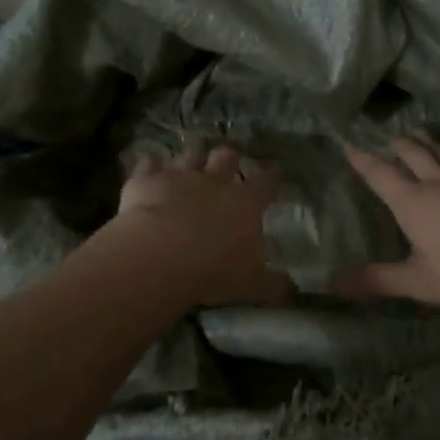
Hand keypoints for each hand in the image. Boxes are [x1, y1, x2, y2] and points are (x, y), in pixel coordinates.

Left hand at [104, 139, 292, 306]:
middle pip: (226, 156)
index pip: (266, 182)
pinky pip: (148, 163)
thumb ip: (273, 284)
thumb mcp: (252, 284)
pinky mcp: (147, 180)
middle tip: (227, 159)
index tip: (275, 171)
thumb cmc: (214, 270)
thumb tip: (292, 289)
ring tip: (193, 150)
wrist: (160, 256)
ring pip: (190, 152)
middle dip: (228, 156)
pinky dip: (149, 162)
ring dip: (193, 151)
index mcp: (246, 203)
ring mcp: (180, 177)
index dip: (272, 175)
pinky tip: (148, 161)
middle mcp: (215, 181)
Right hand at [337, 137, 439, 305]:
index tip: (349, 147)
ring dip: (428, 142)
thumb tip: (334, 282)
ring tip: (419, 133)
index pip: (381, 175)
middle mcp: (437, 183)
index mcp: (412, 202)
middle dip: (399, 145)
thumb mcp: (419, 281)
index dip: (363, 161)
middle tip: (390, 136)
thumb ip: (378, 280)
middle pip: (414, 154)